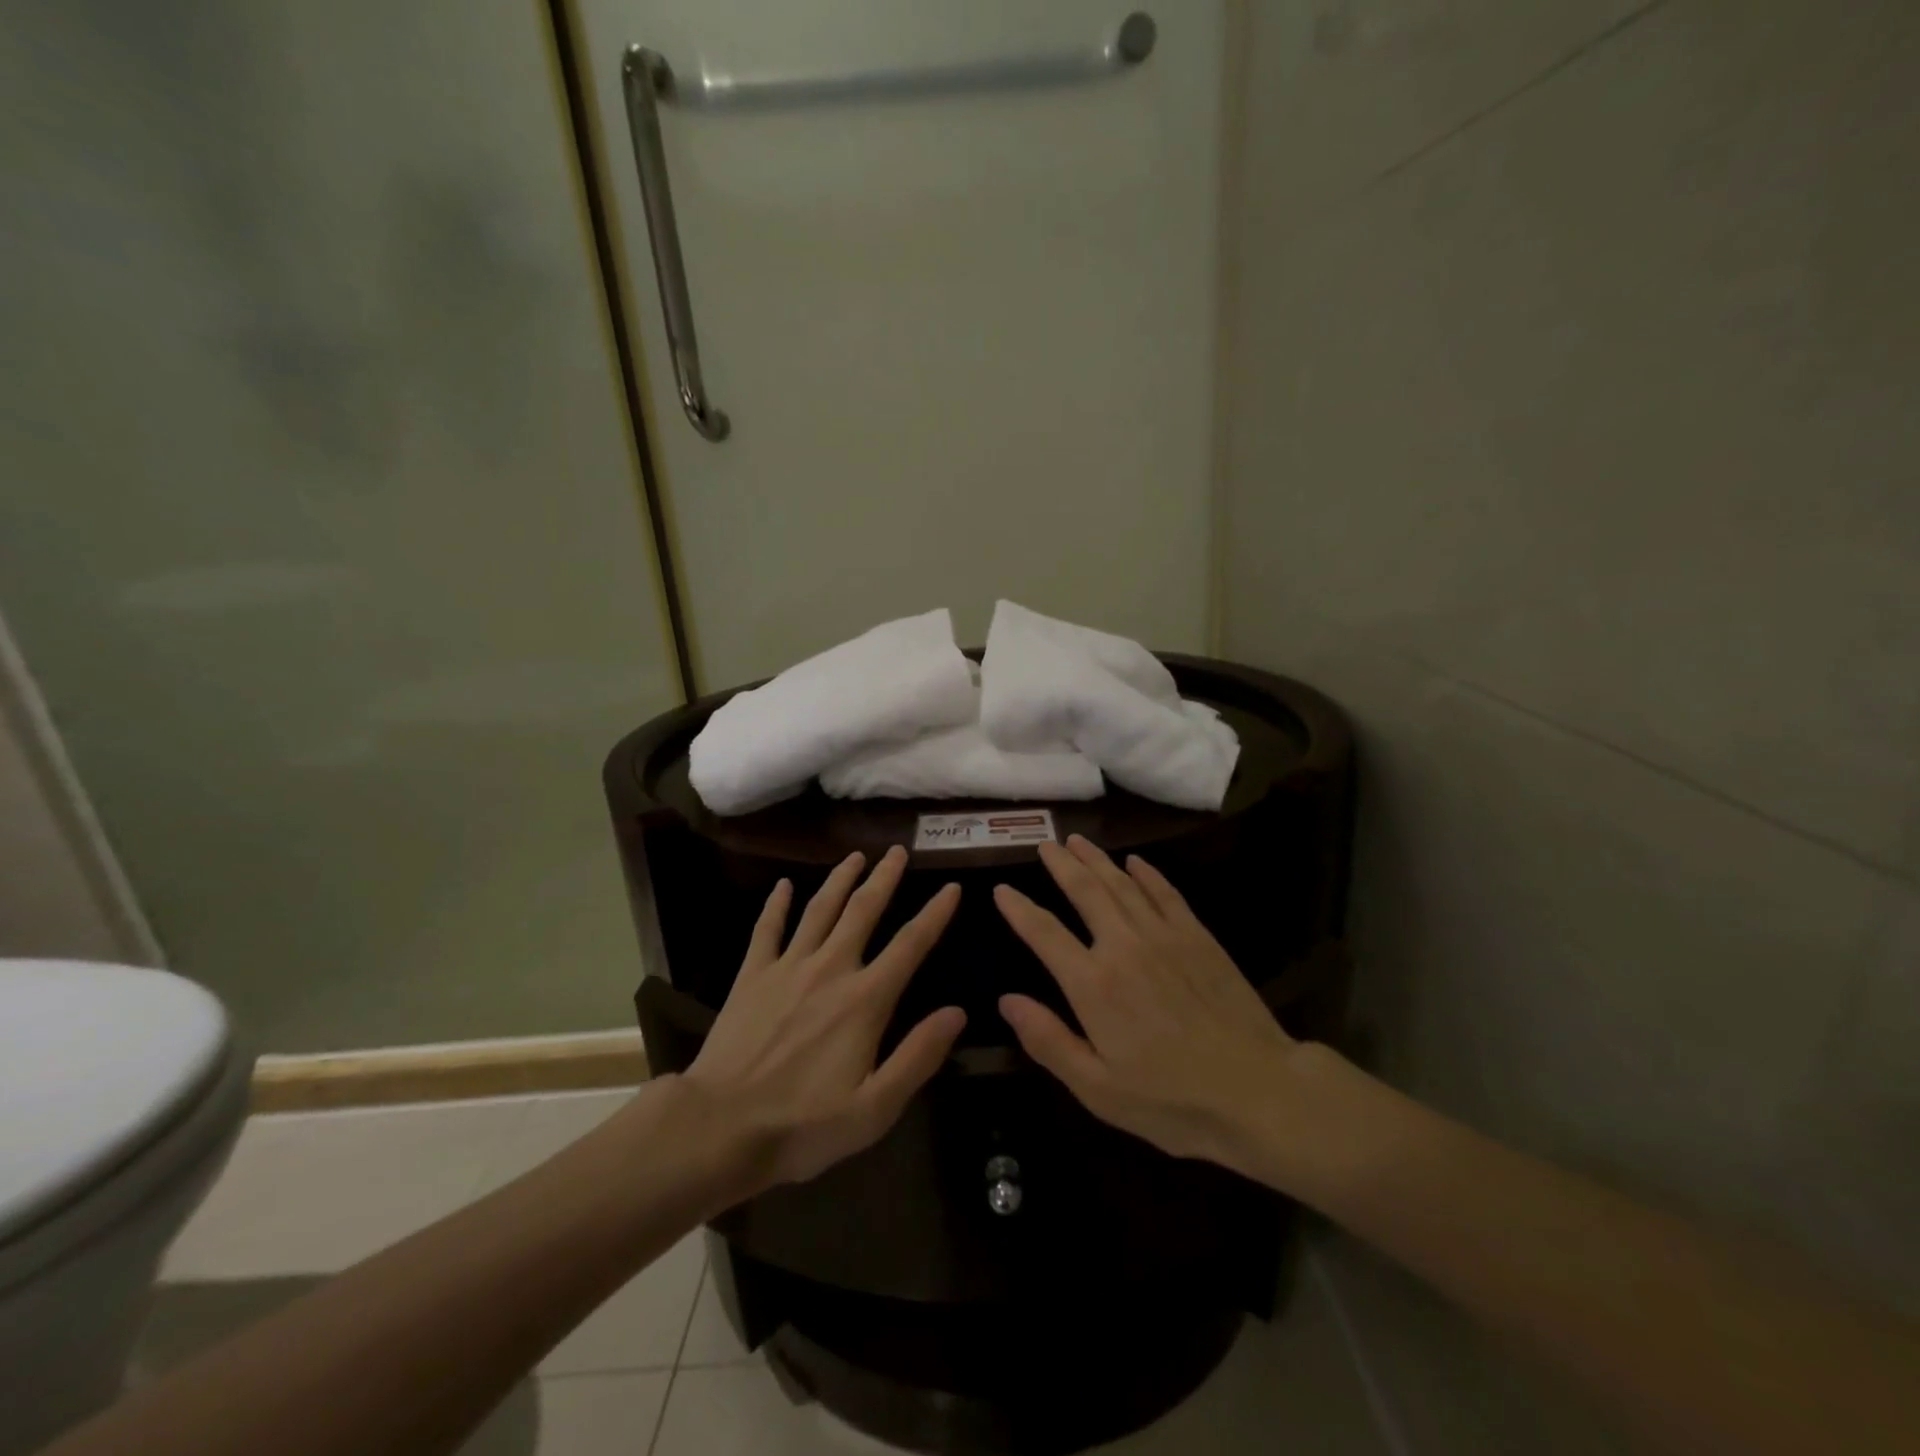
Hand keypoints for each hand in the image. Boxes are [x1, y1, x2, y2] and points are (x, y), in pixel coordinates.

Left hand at [684, 846, 965, 1188]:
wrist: (720, 1127)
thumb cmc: (802, 1124)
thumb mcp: (875, 1108)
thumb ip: (918, 1056)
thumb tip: (957, 1012)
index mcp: (865, 999)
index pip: (910, 945)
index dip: (934, 914)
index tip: (951, 887)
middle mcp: (830, 969)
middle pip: (863, 910)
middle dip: (884, 877)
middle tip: (898, 850)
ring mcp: (787, 967)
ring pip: (820, 908)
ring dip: (840, 878)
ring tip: (855, 856)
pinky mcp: (751, 975)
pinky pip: (767, 929)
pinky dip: (776, 904)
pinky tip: (782, 885)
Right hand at [994, 836, 1310, 1178]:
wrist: (1258, 1091)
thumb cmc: (1172, 1101)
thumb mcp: (1098, 1088)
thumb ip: (1049, 1041)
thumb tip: (1006, 1000)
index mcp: (1093, 984)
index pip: (1044, 933)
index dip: (1019, 909)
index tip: (1002, 889)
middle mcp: (1123, 946)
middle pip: (1085, 892)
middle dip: (1061, 865)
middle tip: (1045, 844)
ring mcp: (1164, 936)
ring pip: (1122, 884)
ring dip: (1097, 860)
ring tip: (1077, 841)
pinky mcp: (1198, 937)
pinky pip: (1166, 893)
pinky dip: (1147, 874)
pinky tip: (1136, 862)